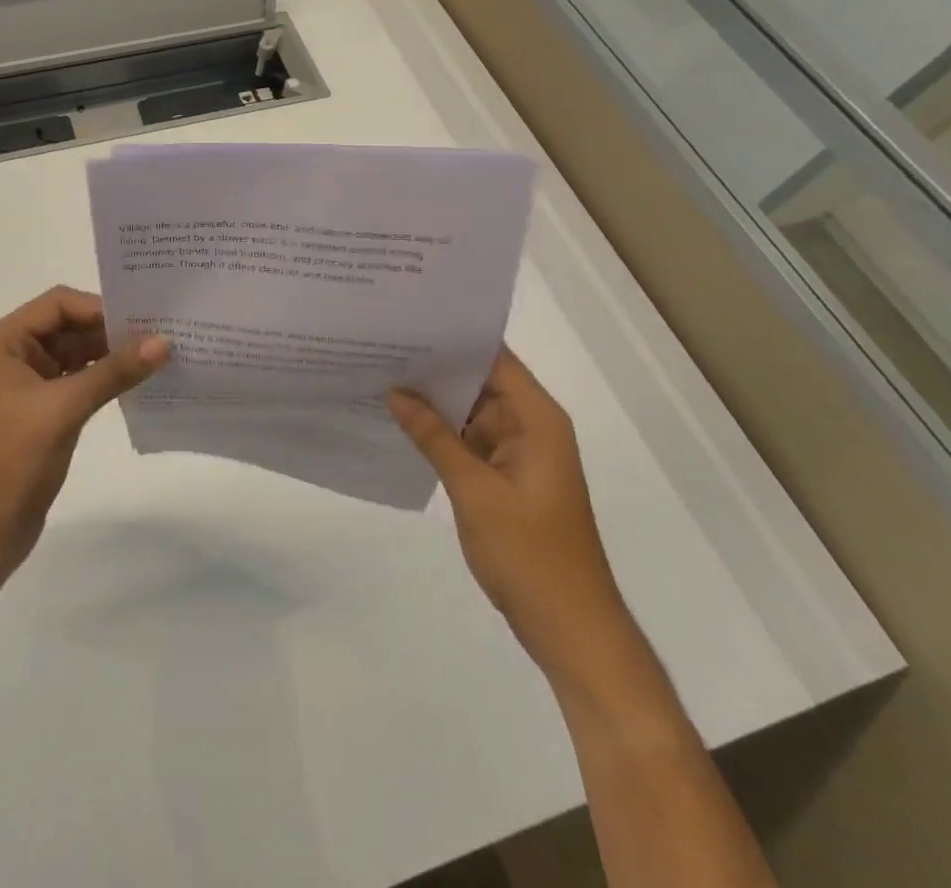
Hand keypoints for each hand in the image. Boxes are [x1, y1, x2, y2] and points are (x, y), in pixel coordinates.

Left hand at [0, 287, 168, 577]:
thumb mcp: (65, 407)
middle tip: (159, 334)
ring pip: (77, 354)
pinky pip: (79, 380)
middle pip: (69, 326)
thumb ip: (114, 371)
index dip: (98, 308)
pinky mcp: (43, 410)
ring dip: (112, 355)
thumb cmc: (13, 459)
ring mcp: (28, 383)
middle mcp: (13, 354)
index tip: (142, 320)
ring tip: (157, 355)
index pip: (57, 305)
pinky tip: (138, 381)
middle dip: (110, 331)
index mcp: (3, 342)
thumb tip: (164, 341)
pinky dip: (105, 378)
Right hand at [388, 347, 630, 680]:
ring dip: (434, 400)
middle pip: (480, 381)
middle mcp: (531, 426)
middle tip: (381, 345)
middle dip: (435, 366)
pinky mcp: (506, 476)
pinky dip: (440, 430)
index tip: (408, 322)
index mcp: (537, 419)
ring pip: (471, 410)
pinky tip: (400, 419)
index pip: (494, 359)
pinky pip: (469, 439)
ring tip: (381, 373)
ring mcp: (519, 452)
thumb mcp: (473, 490)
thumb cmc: (529, 554)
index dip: (454, 338)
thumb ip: (433, 436)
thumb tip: (395, 392)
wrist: (569, 628)